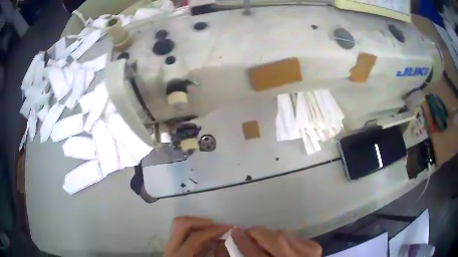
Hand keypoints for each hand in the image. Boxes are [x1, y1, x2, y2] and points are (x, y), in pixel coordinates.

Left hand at [164, 216, 231, 256]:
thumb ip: (214, 254)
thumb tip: (222, 240)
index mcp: (181, 255)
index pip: (195, 237)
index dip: (213, 231)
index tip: (228, 228)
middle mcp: (171, 247)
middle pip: (182, 224)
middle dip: (201, 221)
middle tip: (216, 226)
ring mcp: (169, 243)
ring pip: (178, 223)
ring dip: (195, 222)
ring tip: (210, 227)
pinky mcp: (171, 243)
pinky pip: (179, 228)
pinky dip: (191, 226)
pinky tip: (202, 232)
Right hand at [232, 227, 321, 256]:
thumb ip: (247, 256)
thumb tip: (236, 242)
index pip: (256, 254)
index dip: (244, 242)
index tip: (234, 231)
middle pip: (275, 240)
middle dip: (258, 233)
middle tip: (249, 232)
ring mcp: (308, 253)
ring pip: (283, 234)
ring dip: (271, 235)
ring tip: (265, 241)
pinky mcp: (314, 247)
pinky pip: (293, 236)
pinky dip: (284, 238)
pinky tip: (281, 245)